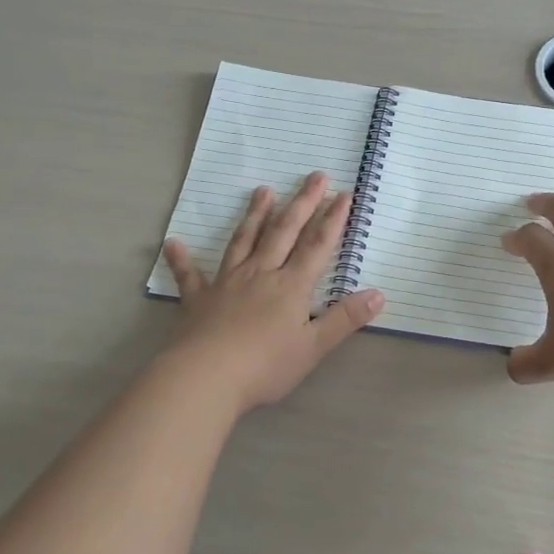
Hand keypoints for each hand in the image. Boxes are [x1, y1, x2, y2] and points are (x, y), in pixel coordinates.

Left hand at [162, 173, 385, 412]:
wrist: (206, 377)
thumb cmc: (265, 365)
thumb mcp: (314, 347)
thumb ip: (345, 319)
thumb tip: (379, 294)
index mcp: (291, 286)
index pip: (317, 245)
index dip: (332, 219)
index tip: (343, 193)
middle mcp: (261, 274)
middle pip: (284, 232)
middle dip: (302, 203)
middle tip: (314, 176)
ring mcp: (227, 282)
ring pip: (244, 241)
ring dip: (256, 215)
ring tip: (263, 191)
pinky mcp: (199, 299)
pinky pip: (190, 275)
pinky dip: (182, 258)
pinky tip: (174, 242)